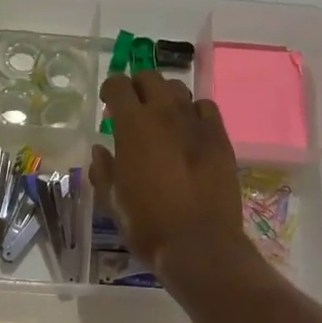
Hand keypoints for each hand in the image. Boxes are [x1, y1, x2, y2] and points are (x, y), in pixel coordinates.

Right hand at [91, 71, 252, 277]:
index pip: (118, 85)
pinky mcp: (221, 138)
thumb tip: (100, 151)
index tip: (108, 105)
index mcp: (133, 126)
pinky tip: (190, 129)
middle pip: (150, 78)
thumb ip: (103, 170)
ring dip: (165, 97)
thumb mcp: (113, 201)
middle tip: (133, 108)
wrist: (199, 244)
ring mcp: (197, 124)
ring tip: (162, 117)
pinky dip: (194, 112)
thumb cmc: (147, 225)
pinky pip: (206, 108)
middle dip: (137, 86)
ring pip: (179, 90)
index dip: (110, 90)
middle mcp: (165, 115)